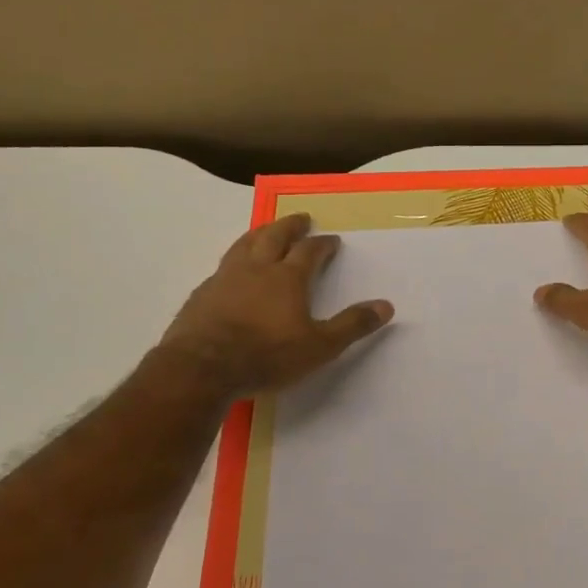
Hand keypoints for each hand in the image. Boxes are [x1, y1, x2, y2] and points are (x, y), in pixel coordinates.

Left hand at [159, 213, 393, 396]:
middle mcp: (257, 269)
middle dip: (290, 225)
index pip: (309, 251)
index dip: (322, 244)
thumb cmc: (266, 356)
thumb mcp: (319, 347)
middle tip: (301, 218)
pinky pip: (222, 266)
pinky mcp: (202, 294)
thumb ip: (352, 325)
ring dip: (259, 233)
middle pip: (274, 236)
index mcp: (288, 278)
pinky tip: (232, 270)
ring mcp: (225, 278)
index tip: (332, 240)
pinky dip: (235, 260)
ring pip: (244, 244)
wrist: (201, 369)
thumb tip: (386, 306)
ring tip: (266, 230)